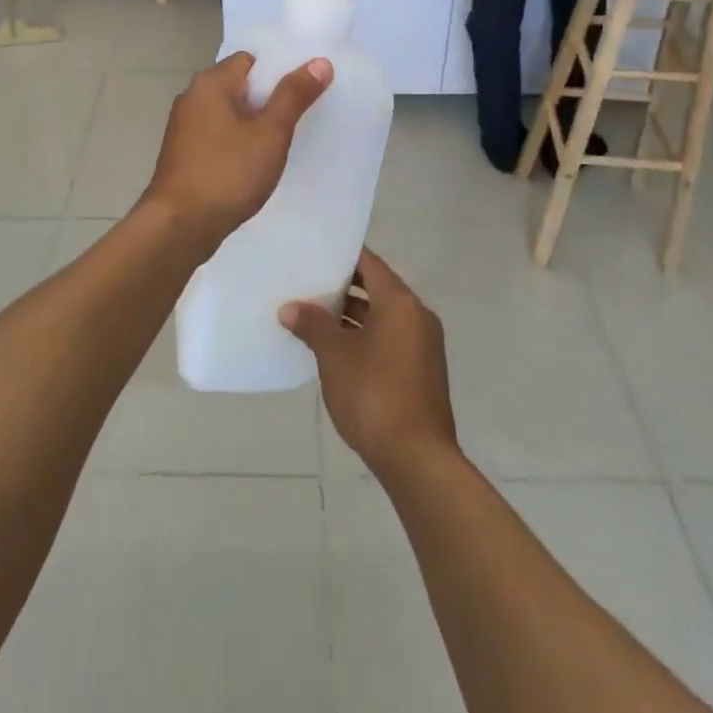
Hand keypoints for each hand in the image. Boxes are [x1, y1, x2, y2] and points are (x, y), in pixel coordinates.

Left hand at [141, 51, 331, 246]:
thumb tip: (320, 61)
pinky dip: (236, 142)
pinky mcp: (182, 152)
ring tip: (281, 142)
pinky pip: (217, 135)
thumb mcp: (270, 133)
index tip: (303, 90)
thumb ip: (294, 95)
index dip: (278, 70)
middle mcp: (192, 96)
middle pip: (239, 85)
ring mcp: (183, 126)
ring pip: (228, 112)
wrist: (179, 225)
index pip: (250, 59)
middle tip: (299, 118)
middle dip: (268, 99)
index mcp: (210, 83)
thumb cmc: (228, 173)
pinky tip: (253, 163)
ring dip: (252, 123)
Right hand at [281, 249, 456, 479]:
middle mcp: (417, 316)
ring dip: (351, 316)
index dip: (342, 256)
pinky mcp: (421, 372)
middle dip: (342, 287)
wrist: (418, 460)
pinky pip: (390, 339)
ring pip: (382, 317)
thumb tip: (289, 308)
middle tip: (306, 283)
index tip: (315, 252)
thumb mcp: (335, 356)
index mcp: (400, 303)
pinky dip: (365, 336)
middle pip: (377, 288)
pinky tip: (335, 349)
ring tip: (313, 316)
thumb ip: (313, 325)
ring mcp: (423, 346)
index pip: (370, 263)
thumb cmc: (374, 395)